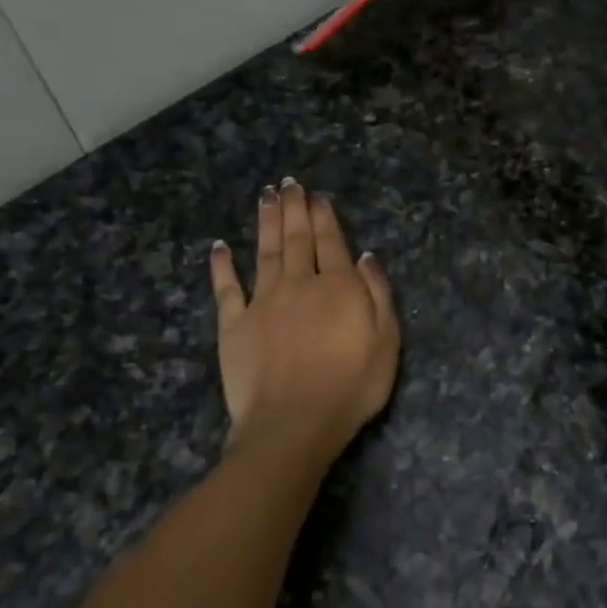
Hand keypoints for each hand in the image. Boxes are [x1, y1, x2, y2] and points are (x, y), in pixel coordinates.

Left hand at [209, 182, 399, 465]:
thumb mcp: (386, 342)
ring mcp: (262, 302)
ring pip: (264, 251)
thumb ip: (378, 294)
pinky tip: (220, 246)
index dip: (324, 216)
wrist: (294, 424)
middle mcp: (298, 284)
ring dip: (265, 222)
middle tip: (289, 183)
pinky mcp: (234, 324)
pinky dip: (222, 265)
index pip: (331, 242)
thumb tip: (366, 256)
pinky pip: (227, 288)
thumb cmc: (351, 387)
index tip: (317, 196)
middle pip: (296, 238)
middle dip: (294, 208)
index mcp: (337, 287)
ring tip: (266, 196)